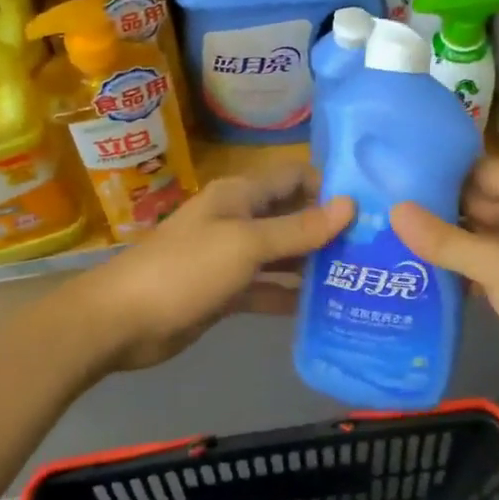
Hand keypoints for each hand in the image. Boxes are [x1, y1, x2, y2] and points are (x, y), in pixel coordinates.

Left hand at [71, 163, 353, 371]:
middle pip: (292, 217)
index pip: (294, 178)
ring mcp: (231, 258)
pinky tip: (325, 308)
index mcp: (240, 196)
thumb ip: (298, 229)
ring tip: (361, 277)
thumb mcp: (246, 245)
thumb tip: (349, 205)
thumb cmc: (185, 270)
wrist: (122, 322)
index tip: (372, 204)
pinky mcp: (226, 292)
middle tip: (377, 247)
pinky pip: (267, 288)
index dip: (329, 186)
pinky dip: (290, 296)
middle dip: (329, 229)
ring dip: (314, 265)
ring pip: (282, 256)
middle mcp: (238, 221)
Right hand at [392, 158, 498, 413]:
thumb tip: (394, 210)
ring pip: (470, 236)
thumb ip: (445, 239)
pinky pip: (472, 266)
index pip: (482, 170)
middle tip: (378, 201)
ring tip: (382, 229)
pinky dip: (446, 267)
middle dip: (432, 203)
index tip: (395, 167)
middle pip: (473, 201)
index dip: (442, 167)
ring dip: (436, 237)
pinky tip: (407, 268)